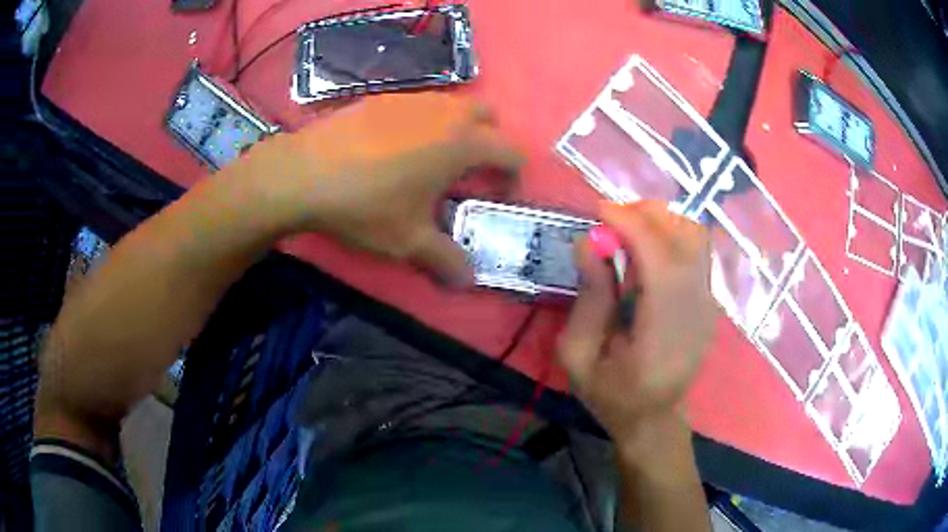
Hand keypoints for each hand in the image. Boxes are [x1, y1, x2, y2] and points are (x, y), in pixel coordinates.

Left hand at [242, 93, 523, 284]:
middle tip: (468, 172)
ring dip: (456, 129)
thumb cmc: (365, 205)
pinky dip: (423, 122)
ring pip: (452, 105)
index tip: (496, 197)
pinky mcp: (381, 98)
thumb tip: (468, 281)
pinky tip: (394, 149)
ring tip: (430, 161)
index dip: (512, 176)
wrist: (302, 174)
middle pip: (488, 116)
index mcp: (461, 143)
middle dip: (489, 141)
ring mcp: (411, 99)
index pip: (510, 151)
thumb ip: (446, 260)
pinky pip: (418, 104)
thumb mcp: (408, 241)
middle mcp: (443, 112)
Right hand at [557, 201, 715, 449]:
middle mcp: (697, 314)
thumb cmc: (611, 395)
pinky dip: (669, 235)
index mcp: (663, 338)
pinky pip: (695, 250)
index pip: (662, 263)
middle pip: (687, 239)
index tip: (600, 212)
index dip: (633, 227)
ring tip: (626, 231)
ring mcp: (709, 306)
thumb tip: (588, 241)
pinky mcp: (709, 300)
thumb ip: (588, 300)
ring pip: (696, 238)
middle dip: (647, 215)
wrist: (654, 418)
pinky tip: (644, 250)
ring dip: (661, 222)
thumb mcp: (578, 357)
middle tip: (610, 220)